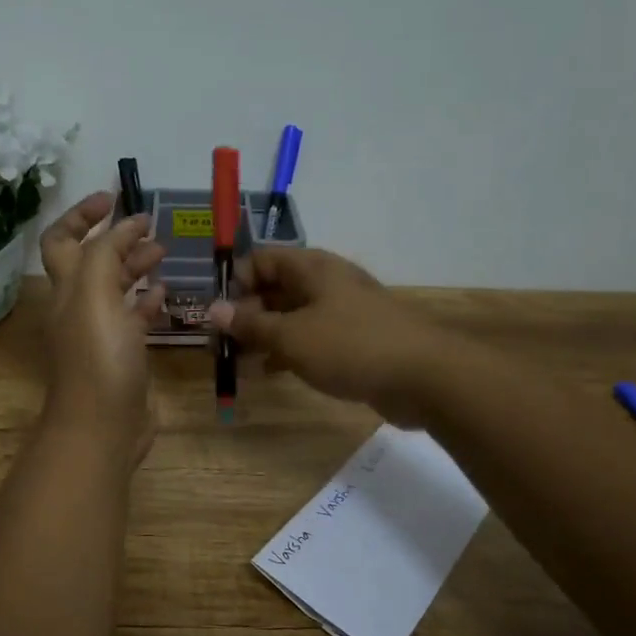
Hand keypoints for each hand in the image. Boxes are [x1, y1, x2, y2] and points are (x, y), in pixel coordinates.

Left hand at [38, 192, 167, 461]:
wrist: (103, 427)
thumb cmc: (98, 358)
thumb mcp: (96, 296)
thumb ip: (107, 253)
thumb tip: (126, 224)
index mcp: (66, 288)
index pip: (61, 239)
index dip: (81, 214)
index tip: (113, 198)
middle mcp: (78, 307)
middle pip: (91, 261)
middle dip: (115, 238)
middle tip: (149, 226)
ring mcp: (100, 333)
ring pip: (114, 289)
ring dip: (134, 266)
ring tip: (163, 253)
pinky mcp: (122, 356)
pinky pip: (133, 319)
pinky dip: (147, 301)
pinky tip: (166, 294)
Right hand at [209, 246, 458, 424]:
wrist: (423, 375)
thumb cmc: (350, 346)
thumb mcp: (291, 336)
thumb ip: (251, 324)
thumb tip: (212, 309)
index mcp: (312, 267)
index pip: (262, 260)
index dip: (235, 281)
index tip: (216, 313)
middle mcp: (326, 282)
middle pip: (276, 288)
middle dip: (246, 313)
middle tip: (222, 344)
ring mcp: (343, 311)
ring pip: (292, 316)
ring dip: (265, 335)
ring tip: (239, 361)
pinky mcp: (354, 340)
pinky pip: (311, 338)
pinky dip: (289, 351)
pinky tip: (271, 372)